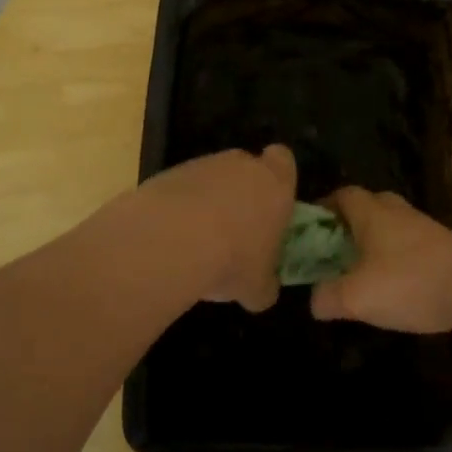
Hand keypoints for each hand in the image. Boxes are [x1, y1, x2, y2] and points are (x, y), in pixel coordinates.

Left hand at [138, 145, 296, 311]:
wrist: (171, 242)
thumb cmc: (233, 260)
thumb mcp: (258, 288)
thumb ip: (266, 283)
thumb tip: (264, 290)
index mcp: (275, 184)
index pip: (283, 161)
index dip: (278, 177)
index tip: (271, 202)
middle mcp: (241, 165)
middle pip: (245, 168)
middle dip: (241, 192)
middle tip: (236, 230)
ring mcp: (202, 165)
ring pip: (211, 179)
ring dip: (207, 202)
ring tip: (197, 242)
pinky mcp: (167, 174)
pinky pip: (180, 189)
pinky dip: (178, 208)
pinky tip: (170, 239)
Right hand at [310, 187, 451, 333]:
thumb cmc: (409, 283)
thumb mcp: (355, 297)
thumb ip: (327, 298)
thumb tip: (315, 300)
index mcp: (372, 213)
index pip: (342, 195)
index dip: (323, 208)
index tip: (309, 230)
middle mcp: (398, 213)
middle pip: (369, 206)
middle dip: (350, 225)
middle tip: (335, 251)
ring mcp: (426, 229)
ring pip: (392, 228)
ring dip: (376, 244)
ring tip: (362, 274)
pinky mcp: (445, 248)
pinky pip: (412, 247)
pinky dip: (398, 260)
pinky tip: (395, 287)